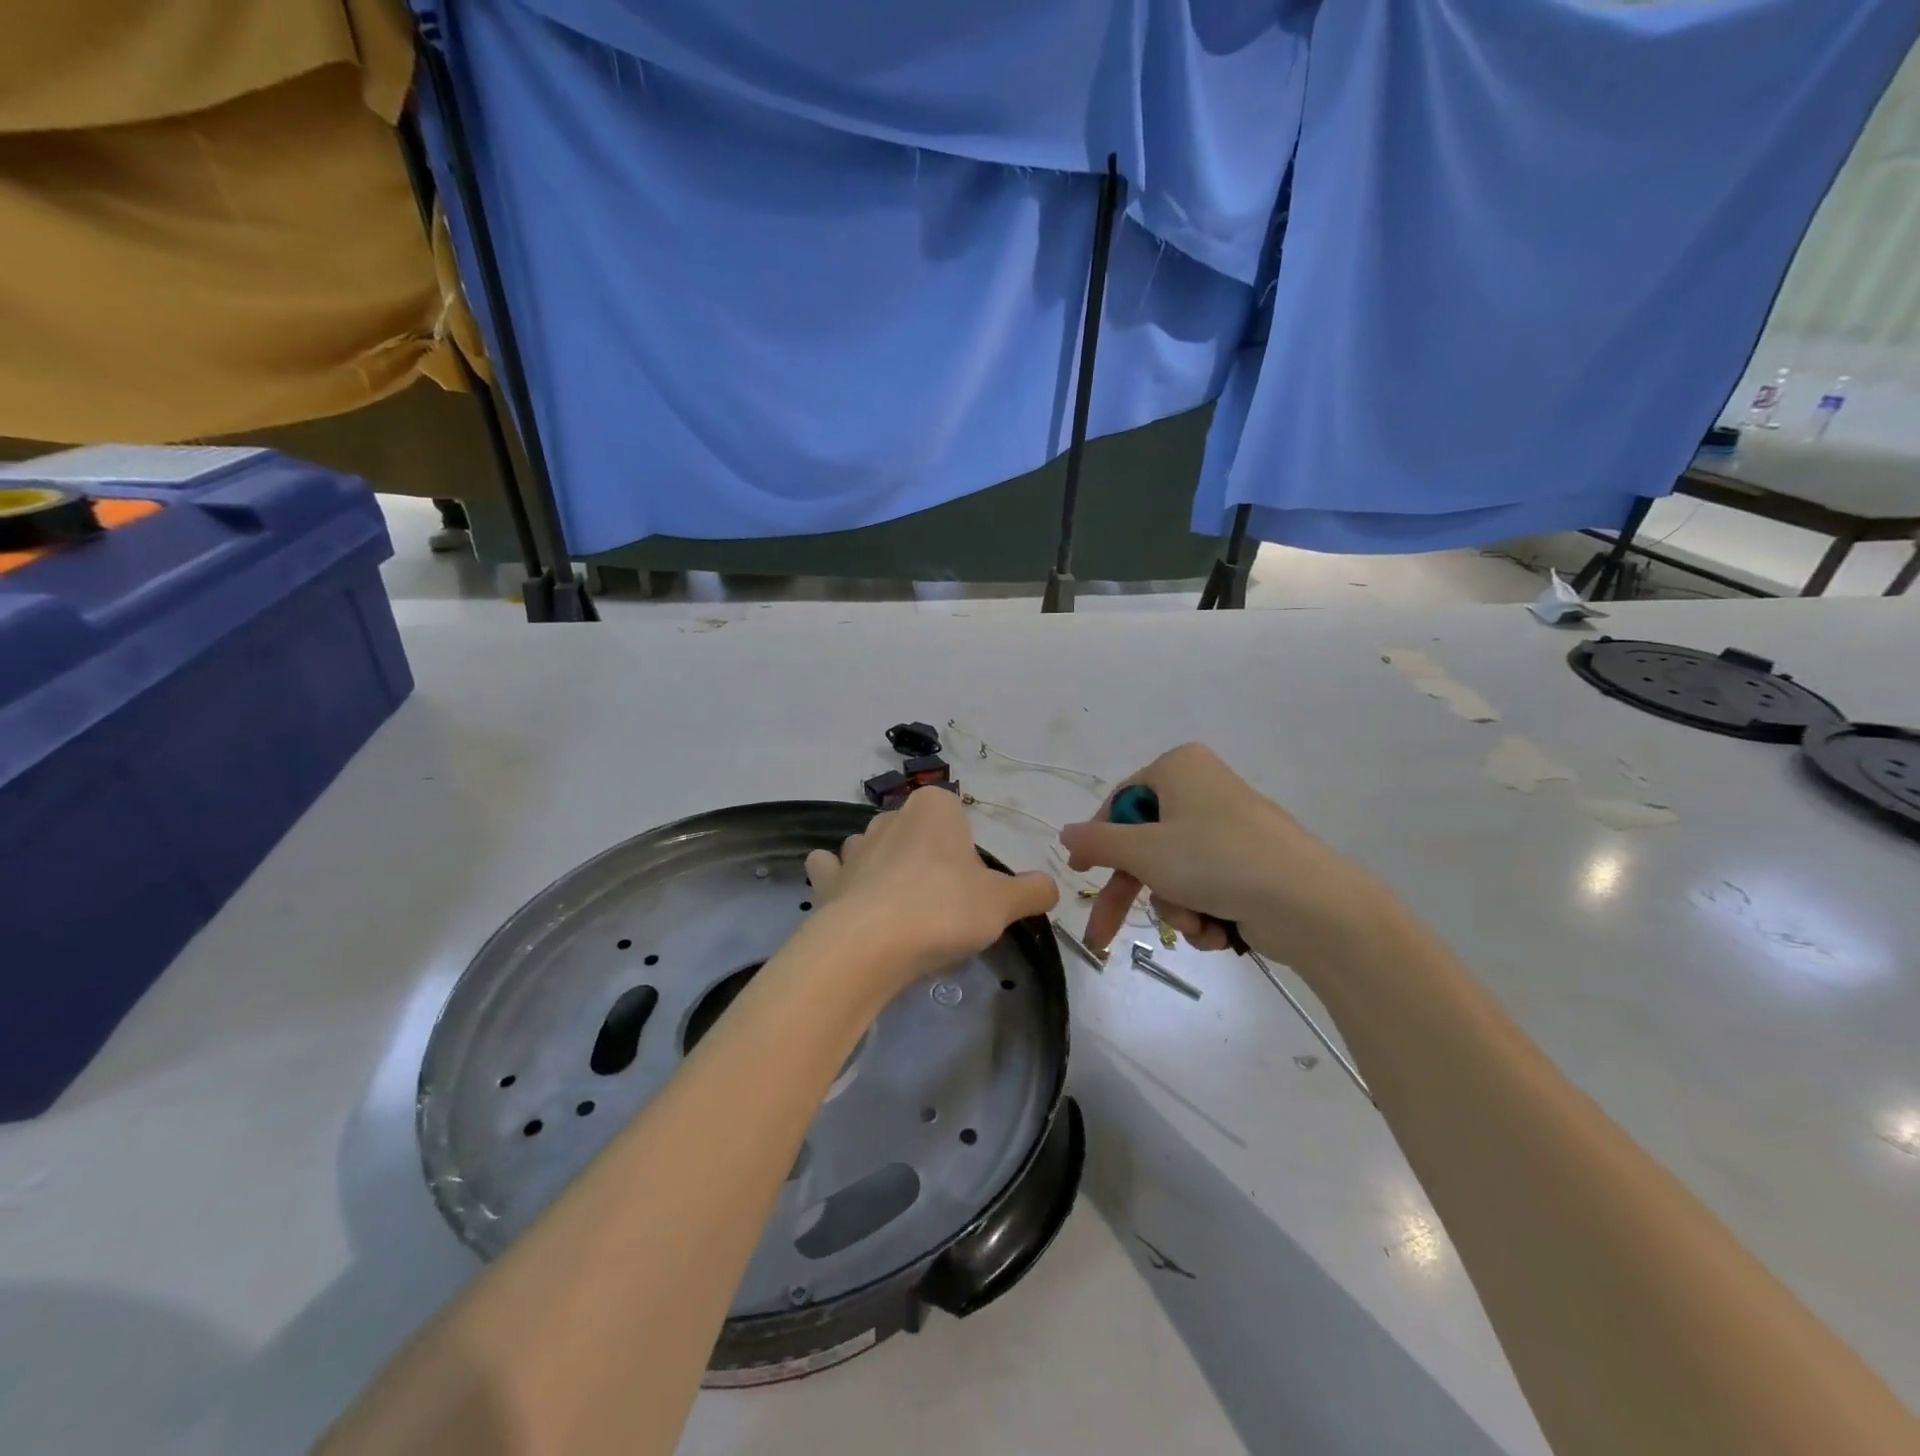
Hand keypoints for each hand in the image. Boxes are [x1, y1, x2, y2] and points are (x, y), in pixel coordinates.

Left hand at [804, 788, 1058, 995]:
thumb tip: (1051, 887)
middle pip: (917, 833)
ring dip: (885, 870)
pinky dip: (841, 882)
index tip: (972, 886)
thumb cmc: (944, 910)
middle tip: (944, 907)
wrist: (870, 946)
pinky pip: (833, 871)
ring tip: (901, 915)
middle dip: (928, 860)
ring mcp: (854, 846)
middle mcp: (891, 815)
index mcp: (935, 808)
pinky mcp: (826, 878)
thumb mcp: (1003, 903)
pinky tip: (853, 905)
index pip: (957, 815)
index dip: (967, 851)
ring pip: (874, 849)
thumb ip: (1032, 891)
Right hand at [1058, 743, 1388, 965]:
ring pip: (1173, 871)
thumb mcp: (1145, 850)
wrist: (1310, 904)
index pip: (1120, 801)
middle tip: (1101, 934)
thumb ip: (1098, 841)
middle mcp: (1203, 790)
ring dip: (1174, 905)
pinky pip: (1204, 885)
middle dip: (1132, 892)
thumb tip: (1065, 833)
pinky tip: (1216, 930)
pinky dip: (1202, 911)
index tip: (1081, 870)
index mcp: (1179, 768)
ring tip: (1195, 923)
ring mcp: (1228, 828)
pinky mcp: (1249, 863)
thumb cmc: (1216, 860)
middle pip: (1146, 844)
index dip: (1098, 839)